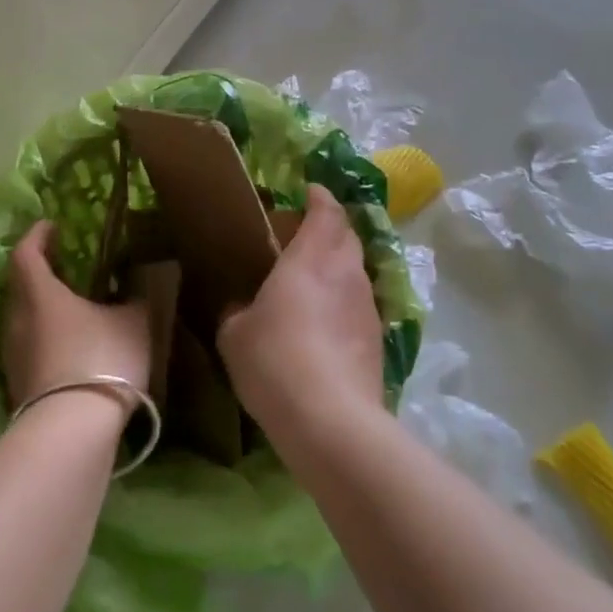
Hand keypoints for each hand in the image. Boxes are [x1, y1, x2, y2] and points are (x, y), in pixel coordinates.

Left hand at [1, 221, 149, 412]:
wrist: (73, 430)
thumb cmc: (103, 359)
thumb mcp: (135, 322)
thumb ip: (138, 297)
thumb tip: (142, 279)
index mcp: (40, 294)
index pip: (26, 253)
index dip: (37, 235)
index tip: (51, 226)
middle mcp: (16, 319)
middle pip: (18, 286)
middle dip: (38, 271)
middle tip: (64, 266)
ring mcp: (12, 355)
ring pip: (21, 318)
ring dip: (40, 308)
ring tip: (70, 307)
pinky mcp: (16, 385)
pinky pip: (27, 347)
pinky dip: (43, 338)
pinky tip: (68, 346)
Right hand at [217, 185, 383, 457]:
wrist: (331, 419)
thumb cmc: (275, 361)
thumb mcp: (235, 334)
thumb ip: (237, 310)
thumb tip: (241, 307)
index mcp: (311, 258)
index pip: (327, 211)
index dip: (320, 197)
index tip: (309, 191)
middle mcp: (346, 272)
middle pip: (347, 236)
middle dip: (330, 228)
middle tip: (302, 237)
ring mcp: (368, 306)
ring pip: (356, 270)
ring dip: (338, 266)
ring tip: (311, 282)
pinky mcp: (377, 339)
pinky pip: (360, 304)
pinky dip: (344, 301)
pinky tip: (325, 325)